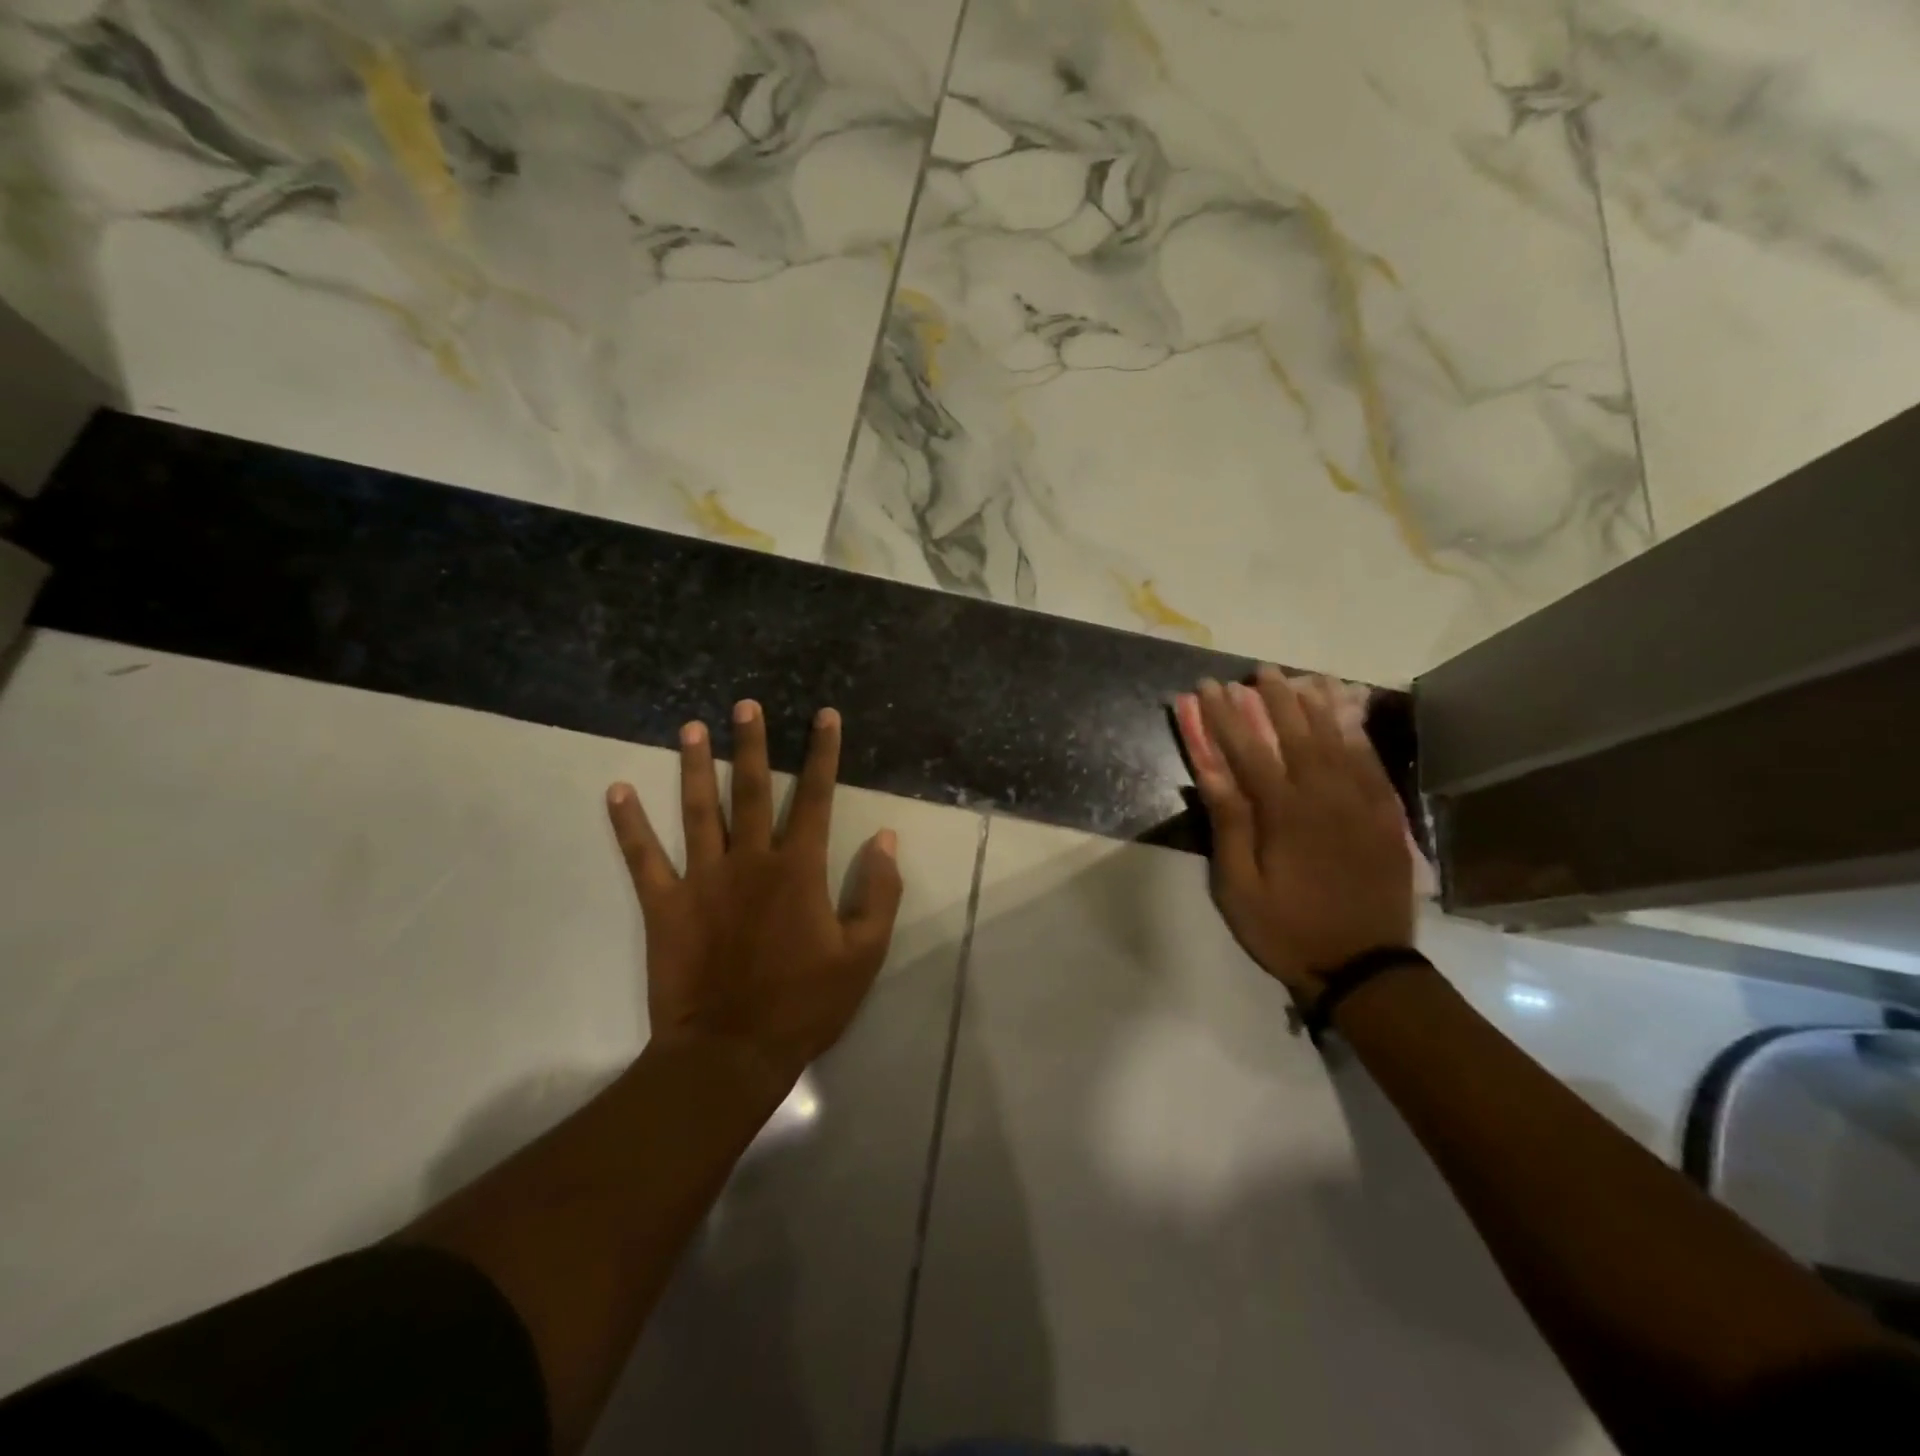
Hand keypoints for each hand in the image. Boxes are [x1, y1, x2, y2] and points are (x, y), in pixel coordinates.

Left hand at [605, 701, 903, 1102]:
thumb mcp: (863, 954)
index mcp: (798, 869)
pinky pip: (643, 857)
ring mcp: (703, 879)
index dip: (822, 753)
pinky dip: (628, 825)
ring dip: (695, 766)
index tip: (824, 716)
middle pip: (751, 789)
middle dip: (751, 744)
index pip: (815, 797)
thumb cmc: (804, 1004)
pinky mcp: (666, 905)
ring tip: (691, 728)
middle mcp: (750, 860)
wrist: (732, 1052)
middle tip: (745, 704)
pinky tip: (617, 791)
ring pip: (698, 810)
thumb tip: (885, 839)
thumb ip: (879, 893)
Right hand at [1175, 668, 1413, 1000]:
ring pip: (1338, 740)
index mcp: (1283, 813)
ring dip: (1318, 705)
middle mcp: (1325, 796)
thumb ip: (1229, 824)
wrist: (1363, 966)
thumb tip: (1209, 771)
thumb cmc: (1286, 928)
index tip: (1207, 687)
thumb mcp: (1238, 886)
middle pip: (1296, 734)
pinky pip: (1372, 763)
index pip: (1247, 750)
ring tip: (1304, 677)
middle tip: (1259, 670)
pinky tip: (1349, 714)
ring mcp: (1362, 804)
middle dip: (1273, 699)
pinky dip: (1358, 734)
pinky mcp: (1387, 817)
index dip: (1224, 716)